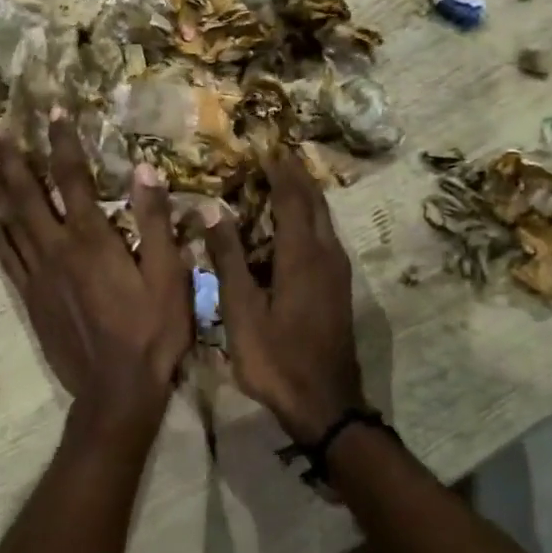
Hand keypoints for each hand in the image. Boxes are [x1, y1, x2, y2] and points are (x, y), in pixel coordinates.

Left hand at [0, 113, 191, 433]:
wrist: (115, 390)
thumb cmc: (151, 332)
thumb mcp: (169, 276)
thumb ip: (156, 222)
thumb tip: (145, 170)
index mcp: (92, 239)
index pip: (73, 178)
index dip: (62, 141)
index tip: (53, 111)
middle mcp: (57, 249)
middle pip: (27, 195)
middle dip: (14, 160)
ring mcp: (38, 276)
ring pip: (10, 224)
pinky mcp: (30, 300)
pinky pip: (7, 260)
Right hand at [205, 150, 366, 444]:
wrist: (325, 405)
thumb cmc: (276, 359)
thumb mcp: (241, 310)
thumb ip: (228, 257)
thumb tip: (213, 207)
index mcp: (302, 255)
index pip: (292, 198)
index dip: (279, 170)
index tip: (264, 147)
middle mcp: (326, 255)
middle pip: (315, 203)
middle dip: (296, 176)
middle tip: (275, 155)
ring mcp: (337, 272)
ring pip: (324, 219)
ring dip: (304, 196)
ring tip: (282, 181)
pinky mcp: (339, 288)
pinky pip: (325, 237)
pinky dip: (309, 219)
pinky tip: (293, 226)